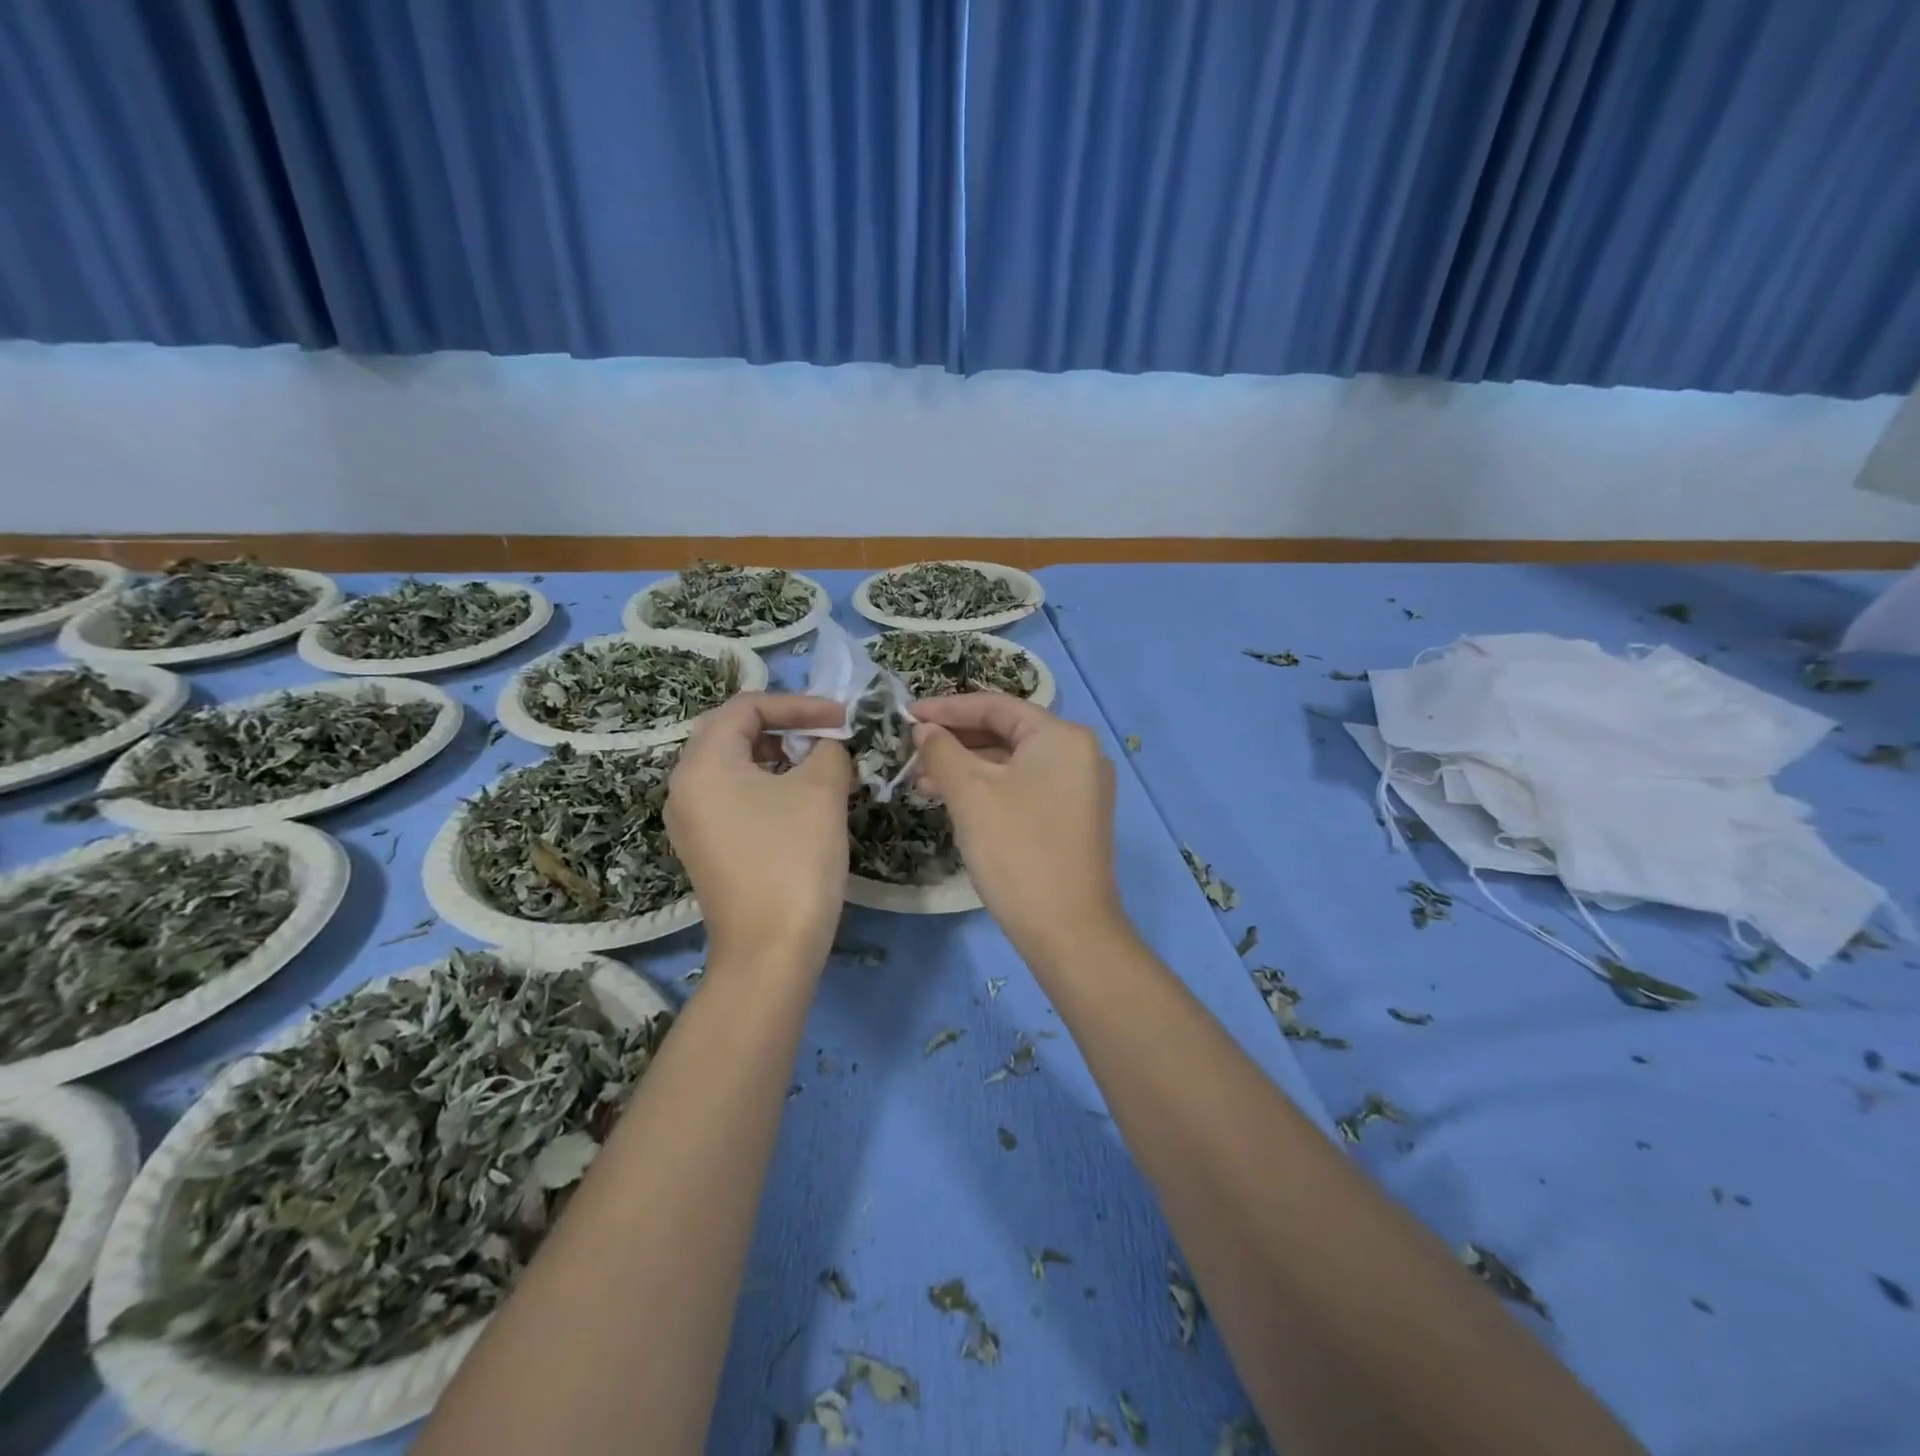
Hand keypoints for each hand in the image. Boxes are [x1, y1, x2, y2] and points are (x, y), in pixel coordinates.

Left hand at [666, 693, 850, 973]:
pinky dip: (767, 785)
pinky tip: (800, 801)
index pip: (746, 707)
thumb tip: (828, 745)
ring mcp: (691, 821)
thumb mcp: (821, 791)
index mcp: (702, 764)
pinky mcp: (706, 847)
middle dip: (784, 726)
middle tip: (826, 733)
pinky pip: (733, 797)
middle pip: (732, 732)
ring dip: (778, 755)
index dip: (798, 704)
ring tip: (819, 765)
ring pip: (734, 766)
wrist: (771, 951)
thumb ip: (828, 749)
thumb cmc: (794, 860)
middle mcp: (685, 787)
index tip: (842, 716)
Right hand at [911, 694, 1125, 961]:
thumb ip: (942, 751)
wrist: (1068, 930)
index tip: (906, 713)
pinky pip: (1024, 788)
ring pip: (1012, 764)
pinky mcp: (1072, 818)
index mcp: (1062, 736)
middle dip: (955, 741)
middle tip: (910, 751)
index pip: (996, 706)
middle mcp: (1078, 754)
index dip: (947, 708)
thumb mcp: (971, 794)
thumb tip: (924, 729)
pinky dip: (988, 790)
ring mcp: (1079, 788)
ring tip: (920, 781)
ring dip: (966, 768)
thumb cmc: (1017, 850)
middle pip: (1006, 733)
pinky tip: (953, 802)